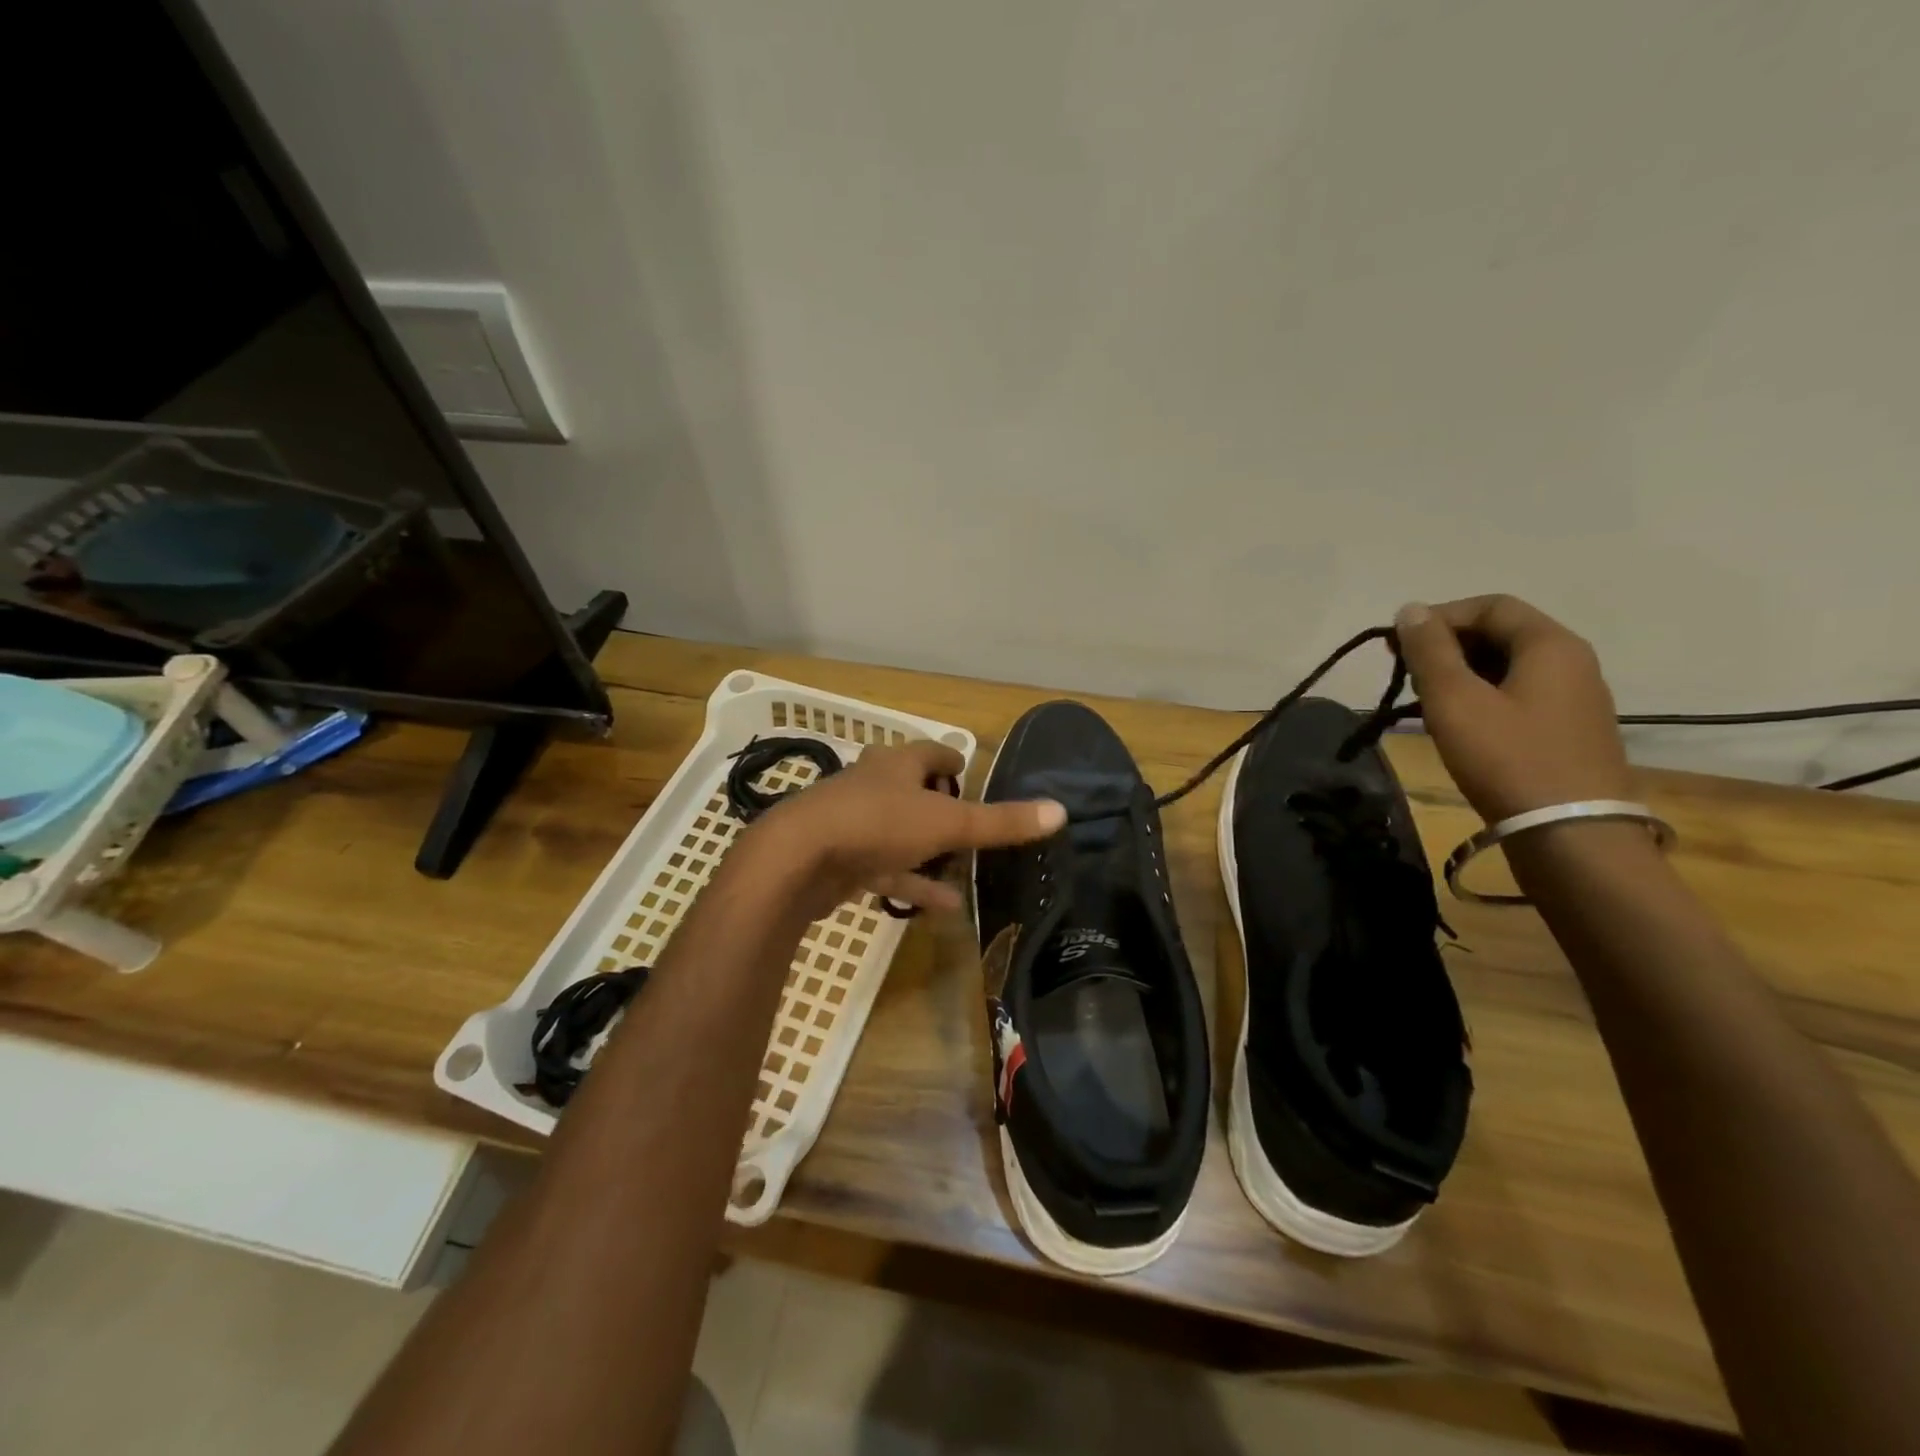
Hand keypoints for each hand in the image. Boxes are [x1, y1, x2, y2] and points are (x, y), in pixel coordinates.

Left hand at [733, 739, 1064, 921]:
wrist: (798, 858)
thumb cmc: (877, 824)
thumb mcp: (947, 822)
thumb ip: (1001, 821)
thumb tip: (1060, 811)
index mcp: (897, 764)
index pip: (932, 753)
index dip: (954, 762)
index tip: (972, 775)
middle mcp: (874, 786)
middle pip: (913, 791)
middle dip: (942, 809)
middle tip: (971, 828)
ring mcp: (853, 823)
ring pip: (900, 834)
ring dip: (930, 854)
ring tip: (964, 874)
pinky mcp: (841, 858)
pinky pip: (885, 869)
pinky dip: (912, 883)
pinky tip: (942, 904)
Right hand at [1394, 595, 1630, 821]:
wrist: (1570, 835)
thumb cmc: (1507, 758)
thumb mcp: (1455, 700)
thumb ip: (1430, 651)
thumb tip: (1411, 609)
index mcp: (1550, 645)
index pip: (1490, 606)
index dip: (1439, 617)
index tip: (1398, 645)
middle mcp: (1571, 663)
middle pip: (1500, 633)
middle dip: (1446, 646)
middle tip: (1404, 674)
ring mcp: (1574, 700)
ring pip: (1507, 667)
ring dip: (1459, 674)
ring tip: (1422, 703)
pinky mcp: (1567, 732)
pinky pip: (1517, 696)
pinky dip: (1480, 699)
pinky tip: (1455, 726)